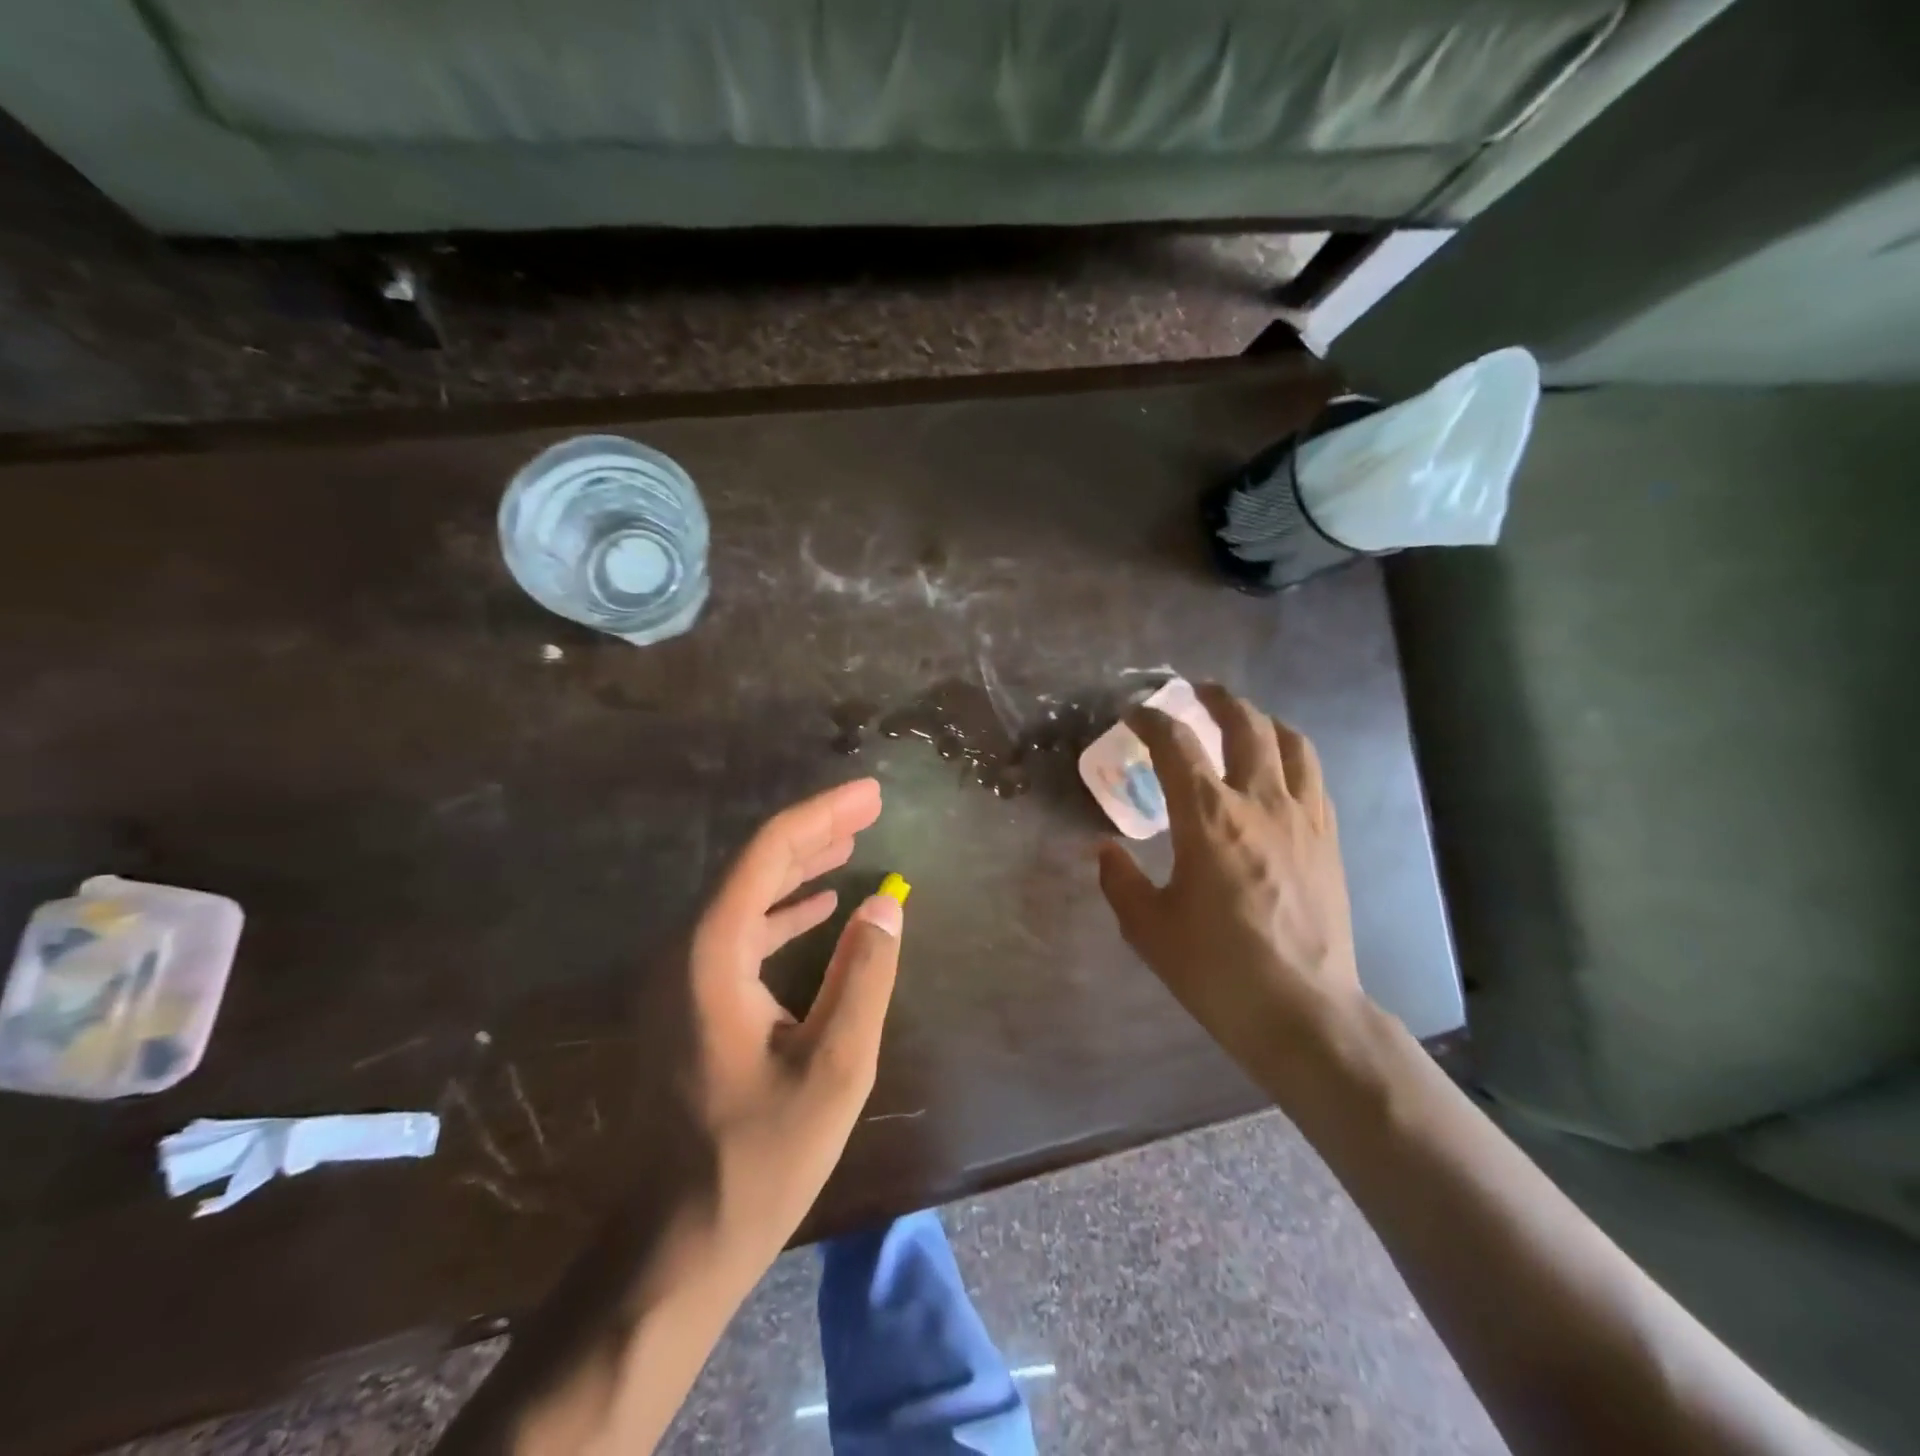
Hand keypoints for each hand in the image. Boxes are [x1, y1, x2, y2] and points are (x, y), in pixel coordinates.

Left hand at [688, 778, 902, 1275]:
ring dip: (799, 867)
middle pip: (753, 866)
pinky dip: (782, 910)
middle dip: (814, 831)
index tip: (870, 793)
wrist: (674, 1242)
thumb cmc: (758, 1158)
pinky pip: (739, 933)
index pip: (768, 853)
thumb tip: (886, 903)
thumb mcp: (834, 1067)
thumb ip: (864, 975)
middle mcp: (686, 950)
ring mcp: (681, 978)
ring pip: (745, 897)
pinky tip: (818, 908)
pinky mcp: (690, 1003)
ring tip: (851, 843)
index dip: (823, 814)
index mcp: (712, 953)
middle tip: (869, 807)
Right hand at [1096, 684, 1366, 1089]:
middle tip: (1194, 693)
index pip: (1175, 745)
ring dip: (1262, 719)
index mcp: (1207, 816)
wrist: (1301, 1010)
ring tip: (1244, 719)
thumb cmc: (1216, 968)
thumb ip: (1120, 880)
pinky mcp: (1328, 840)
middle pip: (1244, 724)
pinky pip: (1314, 777)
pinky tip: (1280, 770)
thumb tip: (1105, 850)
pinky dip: (1292, 756)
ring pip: (1290, 742)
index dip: (1150, 720)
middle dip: (1215, 699)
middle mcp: (1258, 802)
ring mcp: (1302, 817)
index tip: (1134, 714)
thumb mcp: (1148, 928)